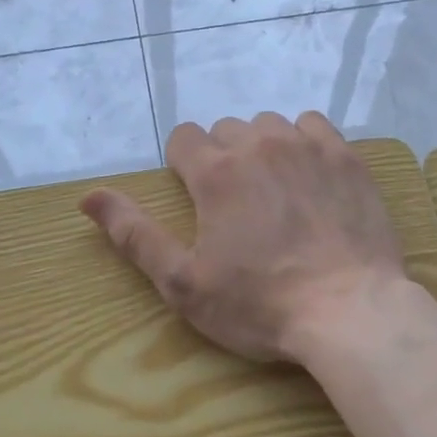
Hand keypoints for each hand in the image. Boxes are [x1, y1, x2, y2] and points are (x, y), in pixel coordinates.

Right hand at [80, 112, 409, 361]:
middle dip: (223, 159)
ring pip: (270, 125)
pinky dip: (305, 142)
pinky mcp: (346, 157)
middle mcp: (259, 144)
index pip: (184, 138)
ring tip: (275, 192)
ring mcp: (308, 146)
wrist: (349, 311)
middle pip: (226, 130)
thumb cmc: (259, 304)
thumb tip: (88, 196)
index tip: (198, 199)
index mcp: (215, 172)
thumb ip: (134, 234)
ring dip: (263, 149)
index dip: (184, 166)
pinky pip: (314, 126)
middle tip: (237, 207)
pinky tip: (311, 176)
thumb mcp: (183, 282)